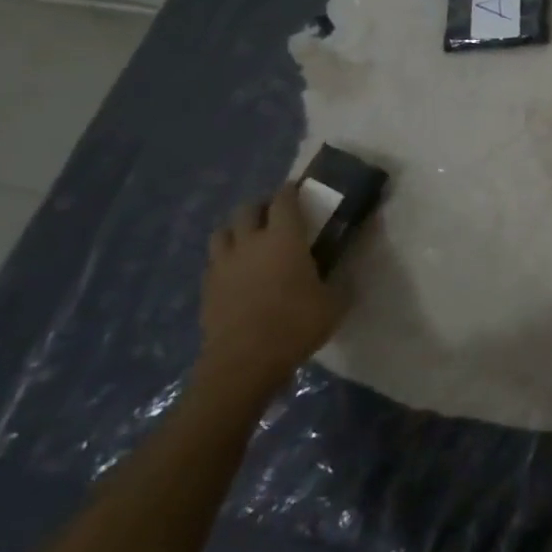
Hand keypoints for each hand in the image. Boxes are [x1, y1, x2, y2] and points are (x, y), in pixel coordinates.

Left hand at [195, 183, 347, 404]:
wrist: (243, 363)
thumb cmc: (296, 325)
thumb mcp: (335, 302)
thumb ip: (339, 280)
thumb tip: (344, 271)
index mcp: (284, 238)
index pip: (284, 200)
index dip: (291, 190)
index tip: (298, 188)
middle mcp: (249, 243)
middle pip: (246, 209)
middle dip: (260, 206)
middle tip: (274, 214)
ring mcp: (223, 265)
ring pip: (222, 232)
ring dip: (236, 230)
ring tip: (250, 240)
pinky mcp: (207, 289)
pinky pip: (214, 262)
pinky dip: (225, 259)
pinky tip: (237, 273)